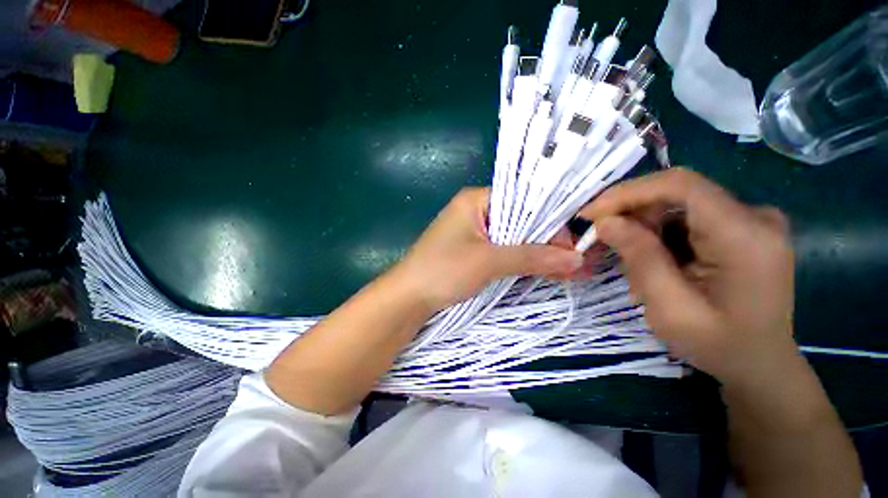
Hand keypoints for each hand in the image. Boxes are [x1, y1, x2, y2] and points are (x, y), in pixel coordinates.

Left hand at [392, 187, 583, 313]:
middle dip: (548, 242)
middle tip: (577, 261)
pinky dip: (523, 262)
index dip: (550, 221)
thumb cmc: (443, 270)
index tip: (572, 246)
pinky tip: (546, 272)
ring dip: (538, 254)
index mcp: (476, 200)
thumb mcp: (488, 261)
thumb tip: (576, 259)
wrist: (408, 298)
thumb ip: (531, 256)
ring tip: (569, 270)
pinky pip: (504, 252)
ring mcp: (475, 233)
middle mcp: (477, 212)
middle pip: (521, 221)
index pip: (523, 201)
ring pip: (515, 239)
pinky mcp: (474, 252)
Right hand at [579, 168, 796, 385]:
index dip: (628, 193)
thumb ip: (640, 258)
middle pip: (676, 192)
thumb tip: (605, 221)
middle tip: (603, 240)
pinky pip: (687, 216)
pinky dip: (659, 233)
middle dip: (631, 213)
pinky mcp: (741, 227)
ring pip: (677, 204)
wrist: (759, 362)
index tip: (590, 214)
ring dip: (644, 227)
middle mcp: (755, 216)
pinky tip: (655, 260)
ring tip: (633, 262)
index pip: (680, 186)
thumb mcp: (670, 308)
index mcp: (746, 236)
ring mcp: (751, 220)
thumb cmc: (717, 344)